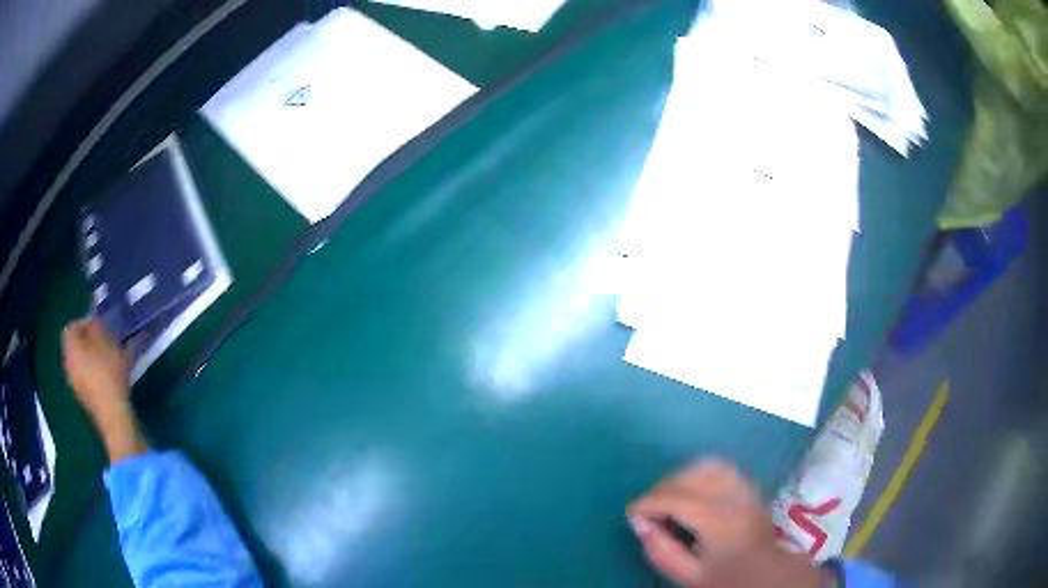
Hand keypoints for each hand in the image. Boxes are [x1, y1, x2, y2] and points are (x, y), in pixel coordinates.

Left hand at [62, 318, 147, 462]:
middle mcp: (68, 364)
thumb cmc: (107, 372)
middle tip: (108, 340)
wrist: (114, 415)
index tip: (101, 324)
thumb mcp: (105, 340)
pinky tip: (114, 375)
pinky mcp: (87, 399)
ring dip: (97, 356)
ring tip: (114, 357)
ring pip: (84, 362)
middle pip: (77, 345)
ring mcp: (76, 384)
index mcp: (69, 348)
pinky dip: (99, 372)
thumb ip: (97, 325)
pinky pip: (90, 377)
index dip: (84, 321)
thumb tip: (93, 318)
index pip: (71, 326)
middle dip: (92, 340)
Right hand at [627, 459, 828, 586]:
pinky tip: (690, 488)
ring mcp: (746, 487)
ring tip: (666, 496)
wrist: (765, 572)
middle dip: (661, 488)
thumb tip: (639, 523)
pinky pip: (720, 466)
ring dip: (680, 476)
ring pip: (706, 465)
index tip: (632, 513)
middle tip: (647, 508)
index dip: (649, 503)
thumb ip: (661, 550)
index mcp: (720, 521)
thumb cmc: (725, 577)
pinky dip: (699, 471)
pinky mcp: (750, 484)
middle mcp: (734, 496)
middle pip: (690, 478)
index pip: (677, 500)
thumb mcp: (687, 574)